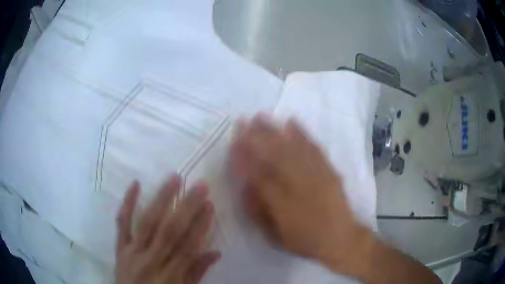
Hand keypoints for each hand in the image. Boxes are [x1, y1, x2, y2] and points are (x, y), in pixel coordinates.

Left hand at [115, 176, 220, 283]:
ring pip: (147, 222)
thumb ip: (197, 273)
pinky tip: (135, 184)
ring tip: (173, 178)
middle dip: (186, 207)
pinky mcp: (120, 247)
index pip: (188, 247)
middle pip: (169, 231)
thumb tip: (216, 252)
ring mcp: (132, 251)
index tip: (209, 205)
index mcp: (170, 276)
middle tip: (200, 185)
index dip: (200, 226)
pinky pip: (122, 223)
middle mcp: (150, 261)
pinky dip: (127, 204)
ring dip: (161, 199)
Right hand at [231, 115, 370, 275]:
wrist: (340, 238)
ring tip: (261, 116)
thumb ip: (257, 211)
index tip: (233, 142)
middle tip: (243, 121)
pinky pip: (313, 148)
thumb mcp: (274, 235)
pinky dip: (302, 134)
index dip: (243, 157)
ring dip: (274, 130)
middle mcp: (296, 184)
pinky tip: (291, 122)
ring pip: (290, 148)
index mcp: (280, 202)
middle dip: (255, 136)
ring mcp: (314, 174)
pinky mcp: (327, 170)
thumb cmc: (304, 240)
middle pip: (272, 155)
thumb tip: (244, 186)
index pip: (256, 174)